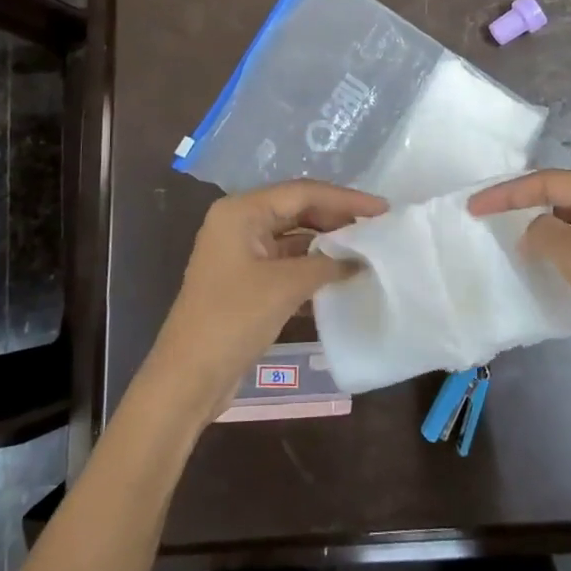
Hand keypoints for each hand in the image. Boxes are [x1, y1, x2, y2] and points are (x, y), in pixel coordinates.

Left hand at [144, 181, 387, 421]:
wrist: (188, 377)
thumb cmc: (233, 319)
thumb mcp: (286, 286)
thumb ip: (327, 264)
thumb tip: (360, 258)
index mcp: (242, 211)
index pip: (302, 193)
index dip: (345, 199)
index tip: (383, 209)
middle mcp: (239, 223)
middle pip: (297, 209)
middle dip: (337, 218)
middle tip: (377, 228)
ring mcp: (241, 252)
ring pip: (294, 237)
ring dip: (327, 244)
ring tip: (366, 250)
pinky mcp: (246, 280)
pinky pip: (286, 262)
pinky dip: (313, 266)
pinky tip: (341, 277)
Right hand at [469, 170, 570, 413]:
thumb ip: (549, 237)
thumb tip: (531, 230)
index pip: (552, 181)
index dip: (509, 192)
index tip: (474, 208)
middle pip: (563, 196)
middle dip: (525, 205)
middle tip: (488, 221)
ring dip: (543, 231)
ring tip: (511, 245)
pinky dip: (560, 254)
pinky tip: (544, 270)